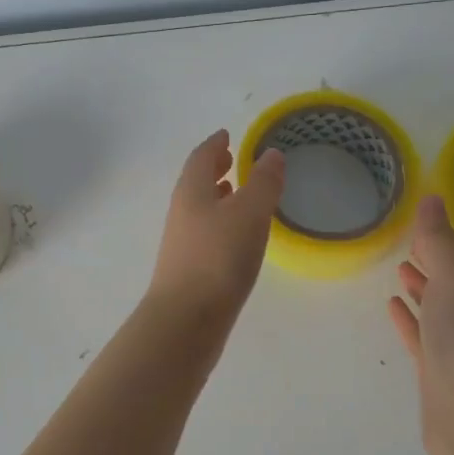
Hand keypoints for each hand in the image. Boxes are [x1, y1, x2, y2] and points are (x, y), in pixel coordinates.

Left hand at [148, 130, 285, 324]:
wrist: (186, 320)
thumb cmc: (219, 258)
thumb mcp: (249, 213)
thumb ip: (263, 182)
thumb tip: (271, 154)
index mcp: (192, 190)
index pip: (201, 156)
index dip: (215, 144)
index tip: (227, 135)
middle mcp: (182, 211)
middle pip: (196, 181)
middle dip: (214, 167)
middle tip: (232, 159)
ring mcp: (183, 242)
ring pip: (200, 207)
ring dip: (217, 195)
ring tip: (236, 192)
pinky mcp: (189, 268)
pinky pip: (205, 231)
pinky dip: (220, 221)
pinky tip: (236, 236)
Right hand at [387, 196, 453, 454]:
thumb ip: (440, 240)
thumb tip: (434, 199)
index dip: (445, 237)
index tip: (423, 222)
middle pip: (453, 281)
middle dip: (434, 261)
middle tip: (409, 242)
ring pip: (438, 308)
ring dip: (422, 289)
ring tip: (399, 271)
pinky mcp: (438, 373)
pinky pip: (421, 336)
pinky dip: (409, 319)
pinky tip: (392, 308)